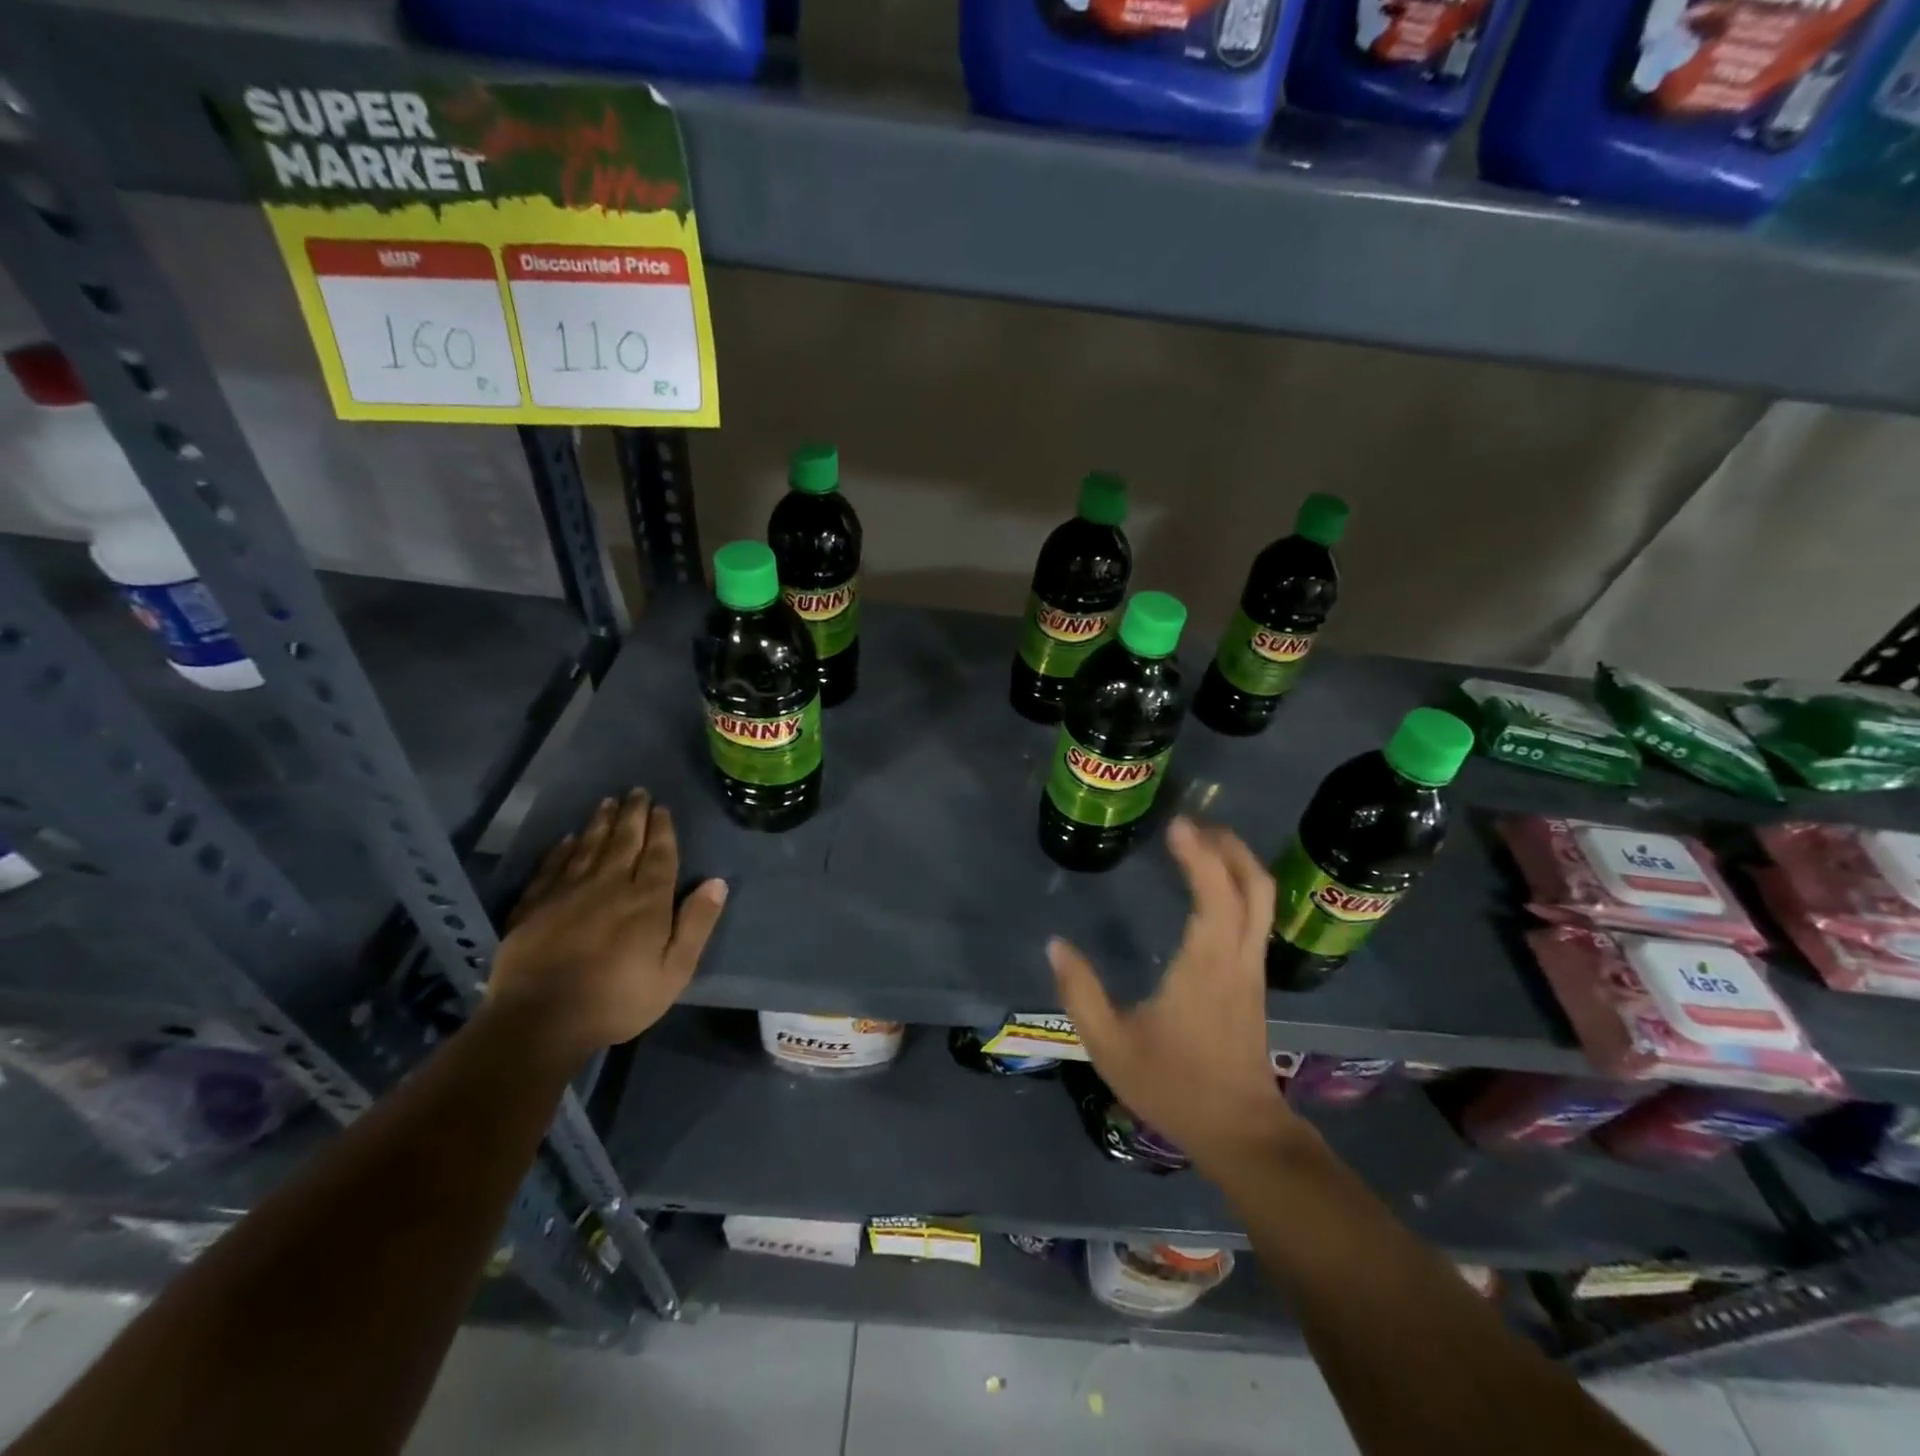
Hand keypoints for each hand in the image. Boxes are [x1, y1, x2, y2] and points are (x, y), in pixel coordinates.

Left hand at [488, 790, 726, 1063]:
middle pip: (623, 842)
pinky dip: (561, 850)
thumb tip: (717, 882)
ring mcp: (567, 893)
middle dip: (632, 815)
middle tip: (636, 791)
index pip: (658, 855)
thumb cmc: (618, 999)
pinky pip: (551, 868)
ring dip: (600, 823)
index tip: (661, 807)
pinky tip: (567, 839)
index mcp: (646, 900)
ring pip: (588, 847)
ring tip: (607, 802)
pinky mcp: (534, 907)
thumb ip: (696, 924)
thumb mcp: (675, 971)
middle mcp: (608, 885)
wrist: (540, 1021)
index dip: (661, 829)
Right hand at [1049, 817, 1303, 1172]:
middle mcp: (1237, 958)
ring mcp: (1251, 969)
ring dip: (1238, 863)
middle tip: (1195, 824)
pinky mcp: (1253, 981)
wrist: (1239, 1132)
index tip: (1177, 825)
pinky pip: (1256, 918)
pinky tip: (1213, 888)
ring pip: (1262, 900)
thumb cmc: (1173, 1086)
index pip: (1216, 894)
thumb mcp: (1110, 1045)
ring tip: (1203, 844)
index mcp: (1206, 965)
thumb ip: (1080, 992)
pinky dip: (1240, 888)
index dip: (1200, 854)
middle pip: (1255, 886)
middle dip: (1229, 846)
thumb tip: (1056, 945)